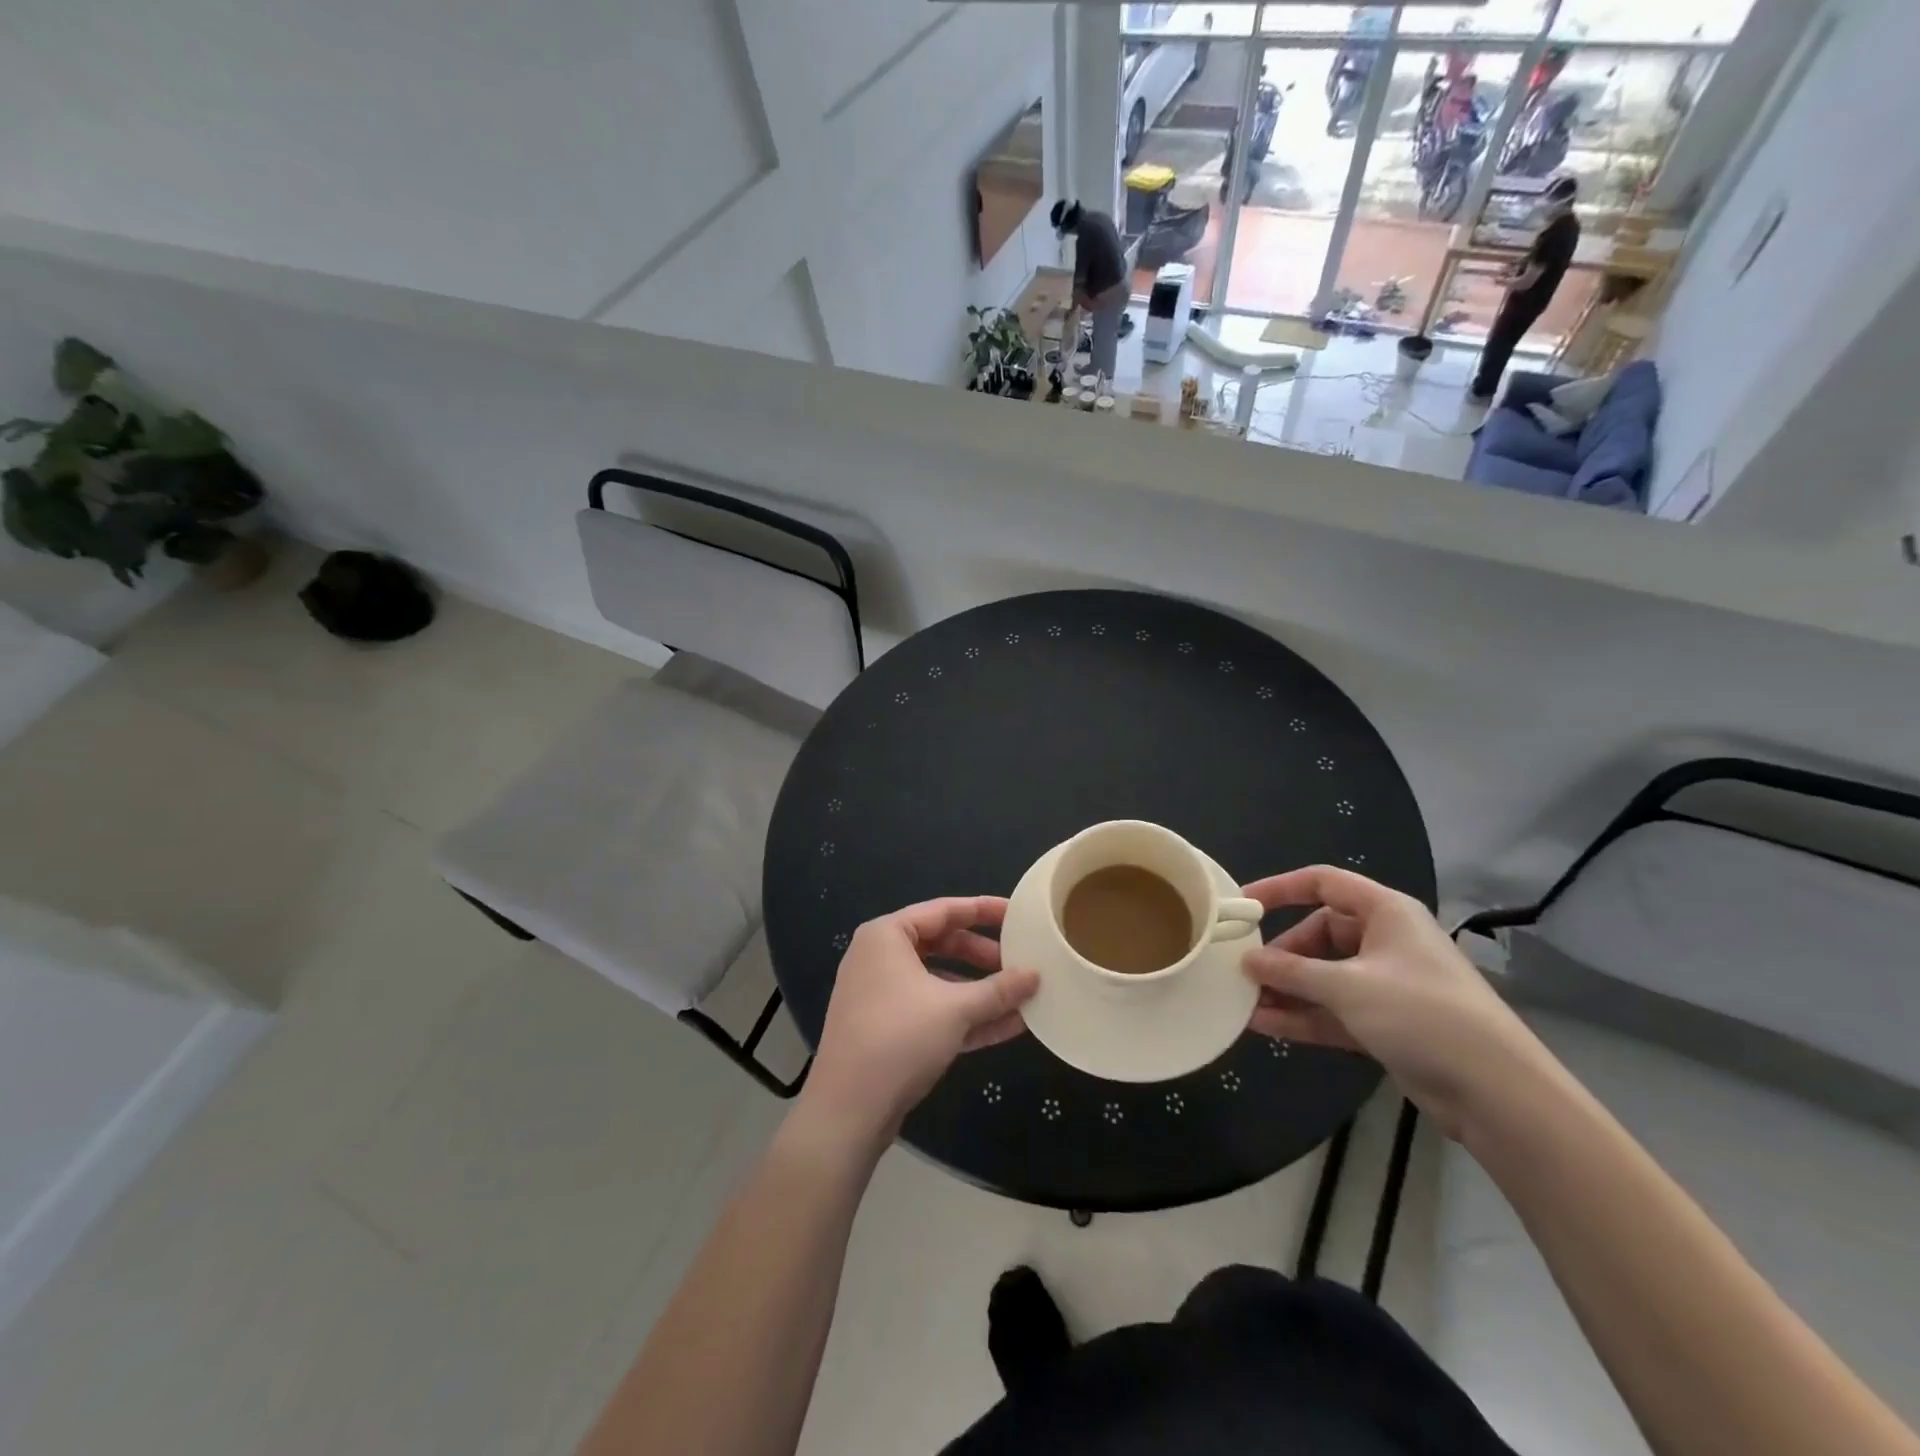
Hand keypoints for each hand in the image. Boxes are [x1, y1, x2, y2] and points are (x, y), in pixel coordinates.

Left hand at [799, 897, 1037, 1146]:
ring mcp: (882, 995)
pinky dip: (965, 1016)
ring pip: (939, 981)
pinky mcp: (888, 1029)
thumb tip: (1035, 975)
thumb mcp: (955, 1009)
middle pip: (942, 944)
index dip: (983, 910)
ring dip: (979, 990)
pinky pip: (933, 1011)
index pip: (943, 910)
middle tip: (1020, 961)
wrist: (848, 1110)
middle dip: (983, 956)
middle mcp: (880, 957)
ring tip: (1022, 996)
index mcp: (887, 936)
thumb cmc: (899, 1038)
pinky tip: (1008, 1026)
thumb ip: (998, 990)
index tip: (1018, 914)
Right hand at [1240, 867, 1555, 1138]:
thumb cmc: (1422, 1014)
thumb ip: (1291, 972)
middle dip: (1281, 954)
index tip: (1242, 906)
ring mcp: (1385, 984)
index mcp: (1384, 912)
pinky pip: (1332, 1009)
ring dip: (1286, 989)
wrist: (1497, 1093)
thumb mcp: (1347, 987)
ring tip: (1243, 1001)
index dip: (1280, 889)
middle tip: (1243, 971)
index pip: (1322, 883)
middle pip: (1319, 933)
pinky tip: (1263, 1025)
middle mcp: (1384, 941)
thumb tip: (1246, 960)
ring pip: (1323, 976)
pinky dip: (1302, 1015)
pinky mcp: (1384, 1023)